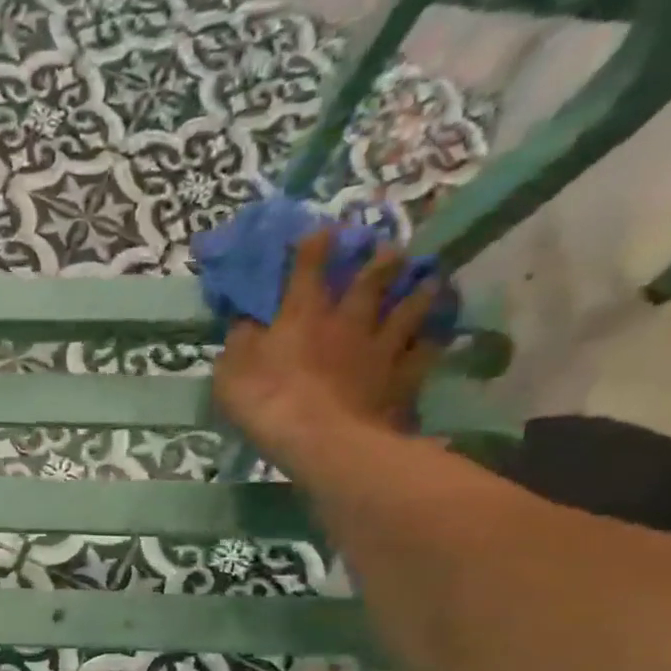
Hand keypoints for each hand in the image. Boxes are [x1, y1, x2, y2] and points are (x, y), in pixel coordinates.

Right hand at [212, 229, 440, 468]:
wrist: (320, 440)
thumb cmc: (266, 402)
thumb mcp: (232, 371)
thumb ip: (241, 341)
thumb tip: (246, 320)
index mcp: (303, 314)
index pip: (309, 266)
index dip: (315, 245)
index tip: (322, 231)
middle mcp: (348, 319)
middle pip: (372, 279)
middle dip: (381, 259)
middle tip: (391, 248)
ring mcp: (381, 347)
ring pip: (409, 308)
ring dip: (419, 291)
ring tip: (430, 279)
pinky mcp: (402, 377)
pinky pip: (425, 351)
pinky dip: (433, 339)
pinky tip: (439, 334)